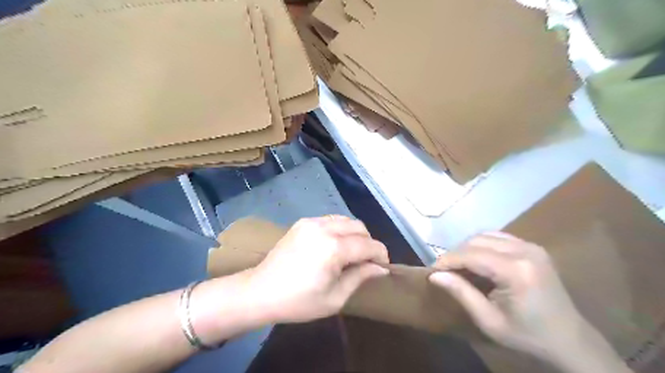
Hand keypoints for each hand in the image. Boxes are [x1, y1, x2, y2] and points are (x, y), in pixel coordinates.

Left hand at [243, 215, 390, 323]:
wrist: (259, 291)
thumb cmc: (298, 301)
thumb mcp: (335, 298)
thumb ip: (360, 277)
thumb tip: (381, 268)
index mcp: (334, 249)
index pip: (369, 245)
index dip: (381, 255)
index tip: (383, 266)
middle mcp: (325, 228)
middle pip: (360, 227)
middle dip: (369, 243)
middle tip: (366, 262)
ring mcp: (312, 222)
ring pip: (346, 220)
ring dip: (355, 234)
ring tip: (351, 253)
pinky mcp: (303, 222)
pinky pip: (330, 220)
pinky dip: (340, 230)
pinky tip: (334, 245)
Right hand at [428, 234, 583, 360]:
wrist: (569, 340)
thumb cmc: (527, 335)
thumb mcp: (489, 320)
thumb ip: (461, 293)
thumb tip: (434, 275)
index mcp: (516, 271)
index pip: (471, 255)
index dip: (447, 260)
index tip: (432, 270)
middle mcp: (524, 251)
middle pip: (476, 241)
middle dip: (456, 254)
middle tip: (445, 271)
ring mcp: (531, 246)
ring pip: (485, 236)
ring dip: (468, 248)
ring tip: (459, 266)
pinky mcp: (533, 247)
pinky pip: (498, 237)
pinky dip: (482, 245)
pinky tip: (478, 260)